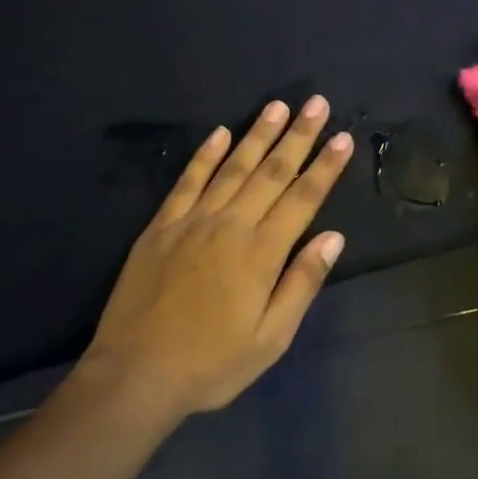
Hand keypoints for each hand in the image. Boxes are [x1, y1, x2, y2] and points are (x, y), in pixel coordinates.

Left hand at [82, 96, 354, 417]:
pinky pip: (187, 181)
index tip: (342, 137)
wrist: (135, 375)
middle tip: (317, 104)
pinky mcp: (160, 226)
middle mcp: (230, 226)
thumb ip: (302, 283)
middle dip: (298, 136)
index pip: (303, 198)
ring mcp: (192, 221)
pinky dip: (205, 155)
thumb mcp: (270, 338)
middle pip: (272, 172)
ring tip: (277, 106)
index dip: (325, 166)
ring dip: (257, 135)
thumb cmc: (211, 364)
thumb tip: (333, 238)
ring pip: (232, 167)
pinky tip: (219, 133)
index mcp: (261, 253)